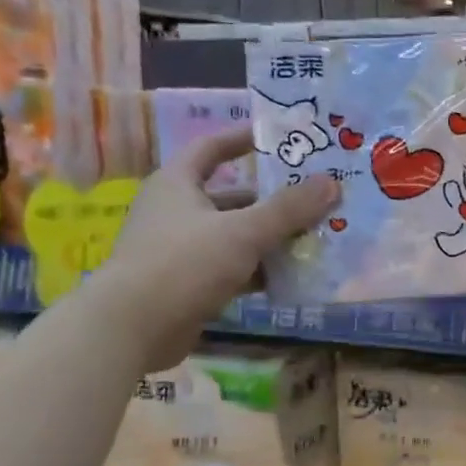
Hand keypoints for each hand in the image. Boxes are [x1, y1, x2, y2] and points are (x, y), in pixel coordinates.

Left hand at [96, 130, 336, 370]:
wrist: (133, 328)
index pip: (211, 147)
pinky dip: (259, 270)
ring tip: (313, 236)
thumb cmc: (184, 264)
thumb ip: (289, 209)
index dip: (242, 138)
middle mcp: (176, 211)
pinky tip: (292, 276)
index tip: (278, 136)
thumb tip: (332, 181)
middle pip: (232, 196)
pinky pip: (232, 268)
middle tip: (313, 197)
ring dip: (270, 237)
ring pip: (235, 235)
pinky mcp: (189, 284)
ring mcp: (181, 250)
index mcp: (177, 184)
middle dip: (272, 199)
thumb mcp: (243, 232)